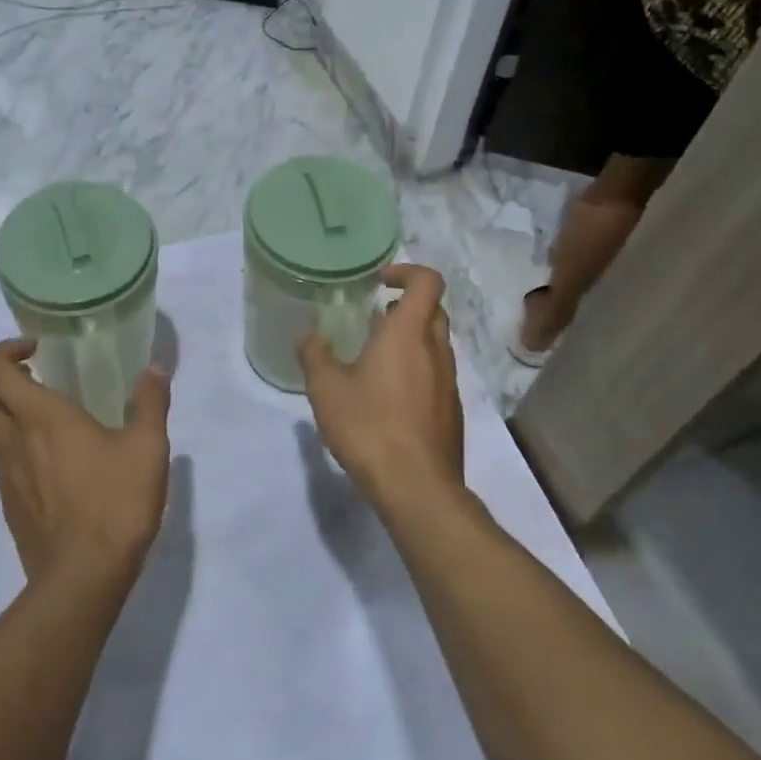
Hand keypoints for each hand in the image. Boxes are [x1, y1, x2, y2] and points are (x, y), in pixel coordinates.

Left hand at [0, 339, 171, 588]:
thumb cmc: (114, 503)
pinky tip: (42, 456)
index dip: (6, 350)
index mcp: (42, 418)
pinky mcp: (9, 507)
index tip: (35, 347)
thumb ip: (150, 403)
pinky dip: (9, 444)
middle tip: (29, 370)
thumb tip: (155, 368)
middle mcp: (14, 441)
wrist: (82, 579)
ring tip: (34, 408)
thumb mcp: (147, 447)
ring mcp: (6, 477)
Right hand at [297, 264, 463, 515]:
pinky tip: (387, 397)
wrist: (418, 488)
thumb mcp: (326, 389)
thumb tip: (309, 335)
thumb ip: (315, 355)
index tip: (379, 281)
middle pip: (433, 310)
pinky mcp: (451, 410)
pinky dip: (415, 369)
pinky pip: (436, 373)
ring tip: (373, 359)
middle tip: (374, 318)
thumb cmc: (369, 427)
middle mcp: (436, 350)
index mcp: (408, 334)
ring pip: (435, 343)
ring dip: (410, 339)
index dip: (406, 271)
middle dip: (405, 305)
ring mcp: (449, 382)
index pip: (427, 281)